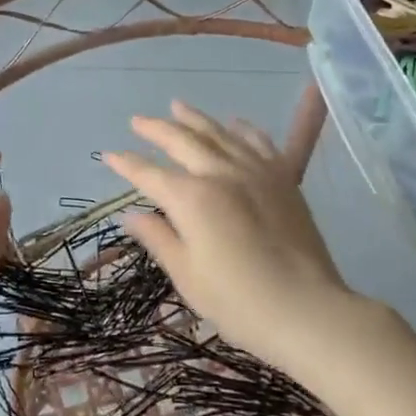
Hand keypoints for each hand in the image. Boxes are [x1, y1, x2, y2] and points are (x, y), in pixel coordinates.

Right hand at [102, 101, 360, 377]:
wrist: (307, 309)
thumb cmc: (238, 302)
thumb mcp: (187, 275)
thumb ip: (159, 238)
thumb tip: (132, 215)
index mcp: (191, 199)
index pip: (149, 174)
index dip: (126, 164)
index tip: (109, 154)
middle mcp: (220, 173)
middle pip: (182, 141)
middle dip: (156, 129)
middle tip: (137, 120)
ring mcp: (255, 171)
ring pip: (219, 133)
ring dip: (194, 118)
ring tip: (177, 106)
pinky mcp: (283, 178)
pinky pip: (259, 142)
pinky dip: (242, 129)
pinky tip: (234, 123)